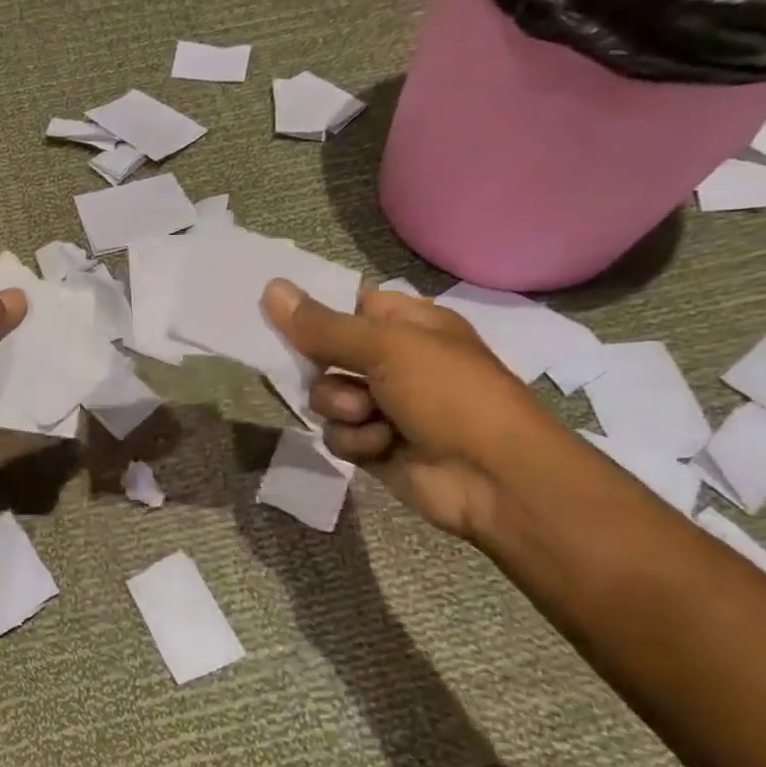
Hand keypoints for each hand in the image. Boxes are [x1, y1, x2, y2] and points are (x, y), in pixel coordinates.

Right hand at [262, 278, 557, 540]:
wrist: (494, 479)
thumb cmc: (450, 395)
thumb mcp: (386, 348)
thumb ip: (323, 325)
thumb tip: (271, 287)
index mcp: (407, 324)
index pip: (346, 305)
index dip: (314, 310)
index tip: (280, 316)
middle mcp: (392, 360)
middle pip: (325, 353)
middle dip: (323, 368)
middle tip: (329, 370)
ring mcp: (382, 405)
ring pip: (325, 396)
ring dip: (342, 408)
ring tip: (372, 418)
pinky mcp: (373, 444)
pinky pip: (336, 434)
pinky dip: (355, 440)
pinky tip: (381, 446)